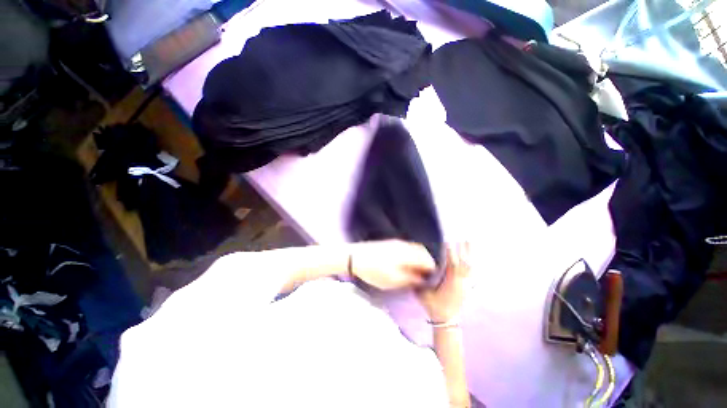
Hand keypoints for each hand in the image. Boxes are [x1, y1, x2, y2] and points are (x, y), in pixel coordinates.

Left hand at [349, 240, 435, 289]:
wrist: (354, 257)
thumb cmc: (374, 271)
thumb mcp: (392, 280)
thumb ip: (409, 279)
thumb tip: (421, 278)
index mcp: (407, 254)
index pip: (427, 259)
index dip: (432, 269)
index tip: (431, 278)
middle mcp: (404, 245)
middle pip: (422, 251)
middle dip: (426, 261)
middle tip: (424, 274)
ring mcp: (396, 242)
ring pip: (414, 248)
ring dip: (418, 257)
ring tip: (415, 269)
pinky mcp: (389, 242)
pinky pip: (406, 246)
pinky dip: (410, 254)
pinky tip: (405, 262)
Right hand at [417, 242, 470, 321]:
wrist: (446, 319)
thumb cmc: (433, 305)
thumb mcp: (423, 293)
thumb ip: (419, 281)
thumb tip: (414, 268)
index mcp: (450, 281)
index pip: (451, 263)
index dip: (449, 251)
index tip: (447, 241)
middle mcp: (460, 281)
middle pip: (463, 262)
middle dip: (462, 249)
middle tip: (462, 237)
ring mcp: (466, 283)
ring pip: (469, 265)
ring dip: (469, 253)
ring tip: (469, 241)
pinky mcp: (468, 285)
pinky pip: (471, 271)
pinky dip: (471, 261)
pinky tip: (471, 256)